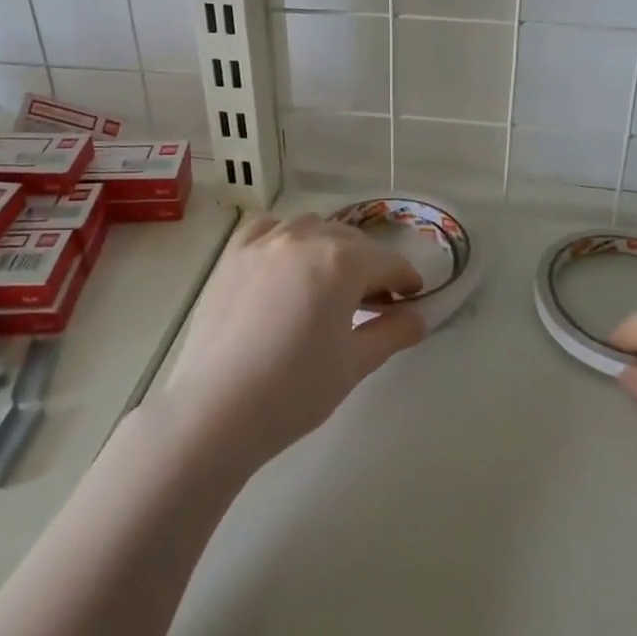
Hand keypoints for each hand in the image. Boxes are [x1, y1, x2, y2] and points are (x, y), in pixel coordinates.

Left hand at [162, 213, 427, 467]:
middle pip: (351, 240)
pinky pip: (268, 227)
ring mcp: (265, 241)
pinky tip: (285, 262)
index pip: (388, 262)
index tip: (411, 298)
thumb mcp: (355, 364)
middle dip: (370, 264)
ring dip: (329, 246)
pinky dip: (285, 236)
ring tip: (329, 281)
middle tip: (373, 300)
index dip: (406, 279)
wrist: (218, 408)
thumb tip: (418, 318)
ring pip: (311, 227)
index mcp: (342, 261)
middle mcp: (306, 237)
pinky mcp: (234, 253)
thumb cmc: (296, 390)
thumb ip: (392, 332)